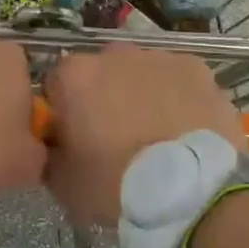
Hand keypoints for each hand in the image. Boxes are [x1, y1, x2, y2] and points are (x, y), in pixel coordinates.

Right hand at [45, 45, 244, 224]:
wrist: (190, 193)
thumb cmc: (116, 186)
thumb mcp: (63, 182)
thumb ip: (51, 152)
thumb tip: (56, 143)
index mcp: (75, 76)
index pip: (57, 86)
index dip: (65, 112)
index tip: (76, 138)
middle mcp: (115, 54)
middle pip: (102, 72)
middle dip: (105, 96)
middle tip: (117, 137)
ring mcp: (160, 57)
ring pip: (142, 73)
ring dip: (142, 94)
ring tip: (156, 135)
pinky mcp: (197, 69)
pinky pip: (178, 80)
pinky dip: (178, 98)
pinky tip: (184, 129)